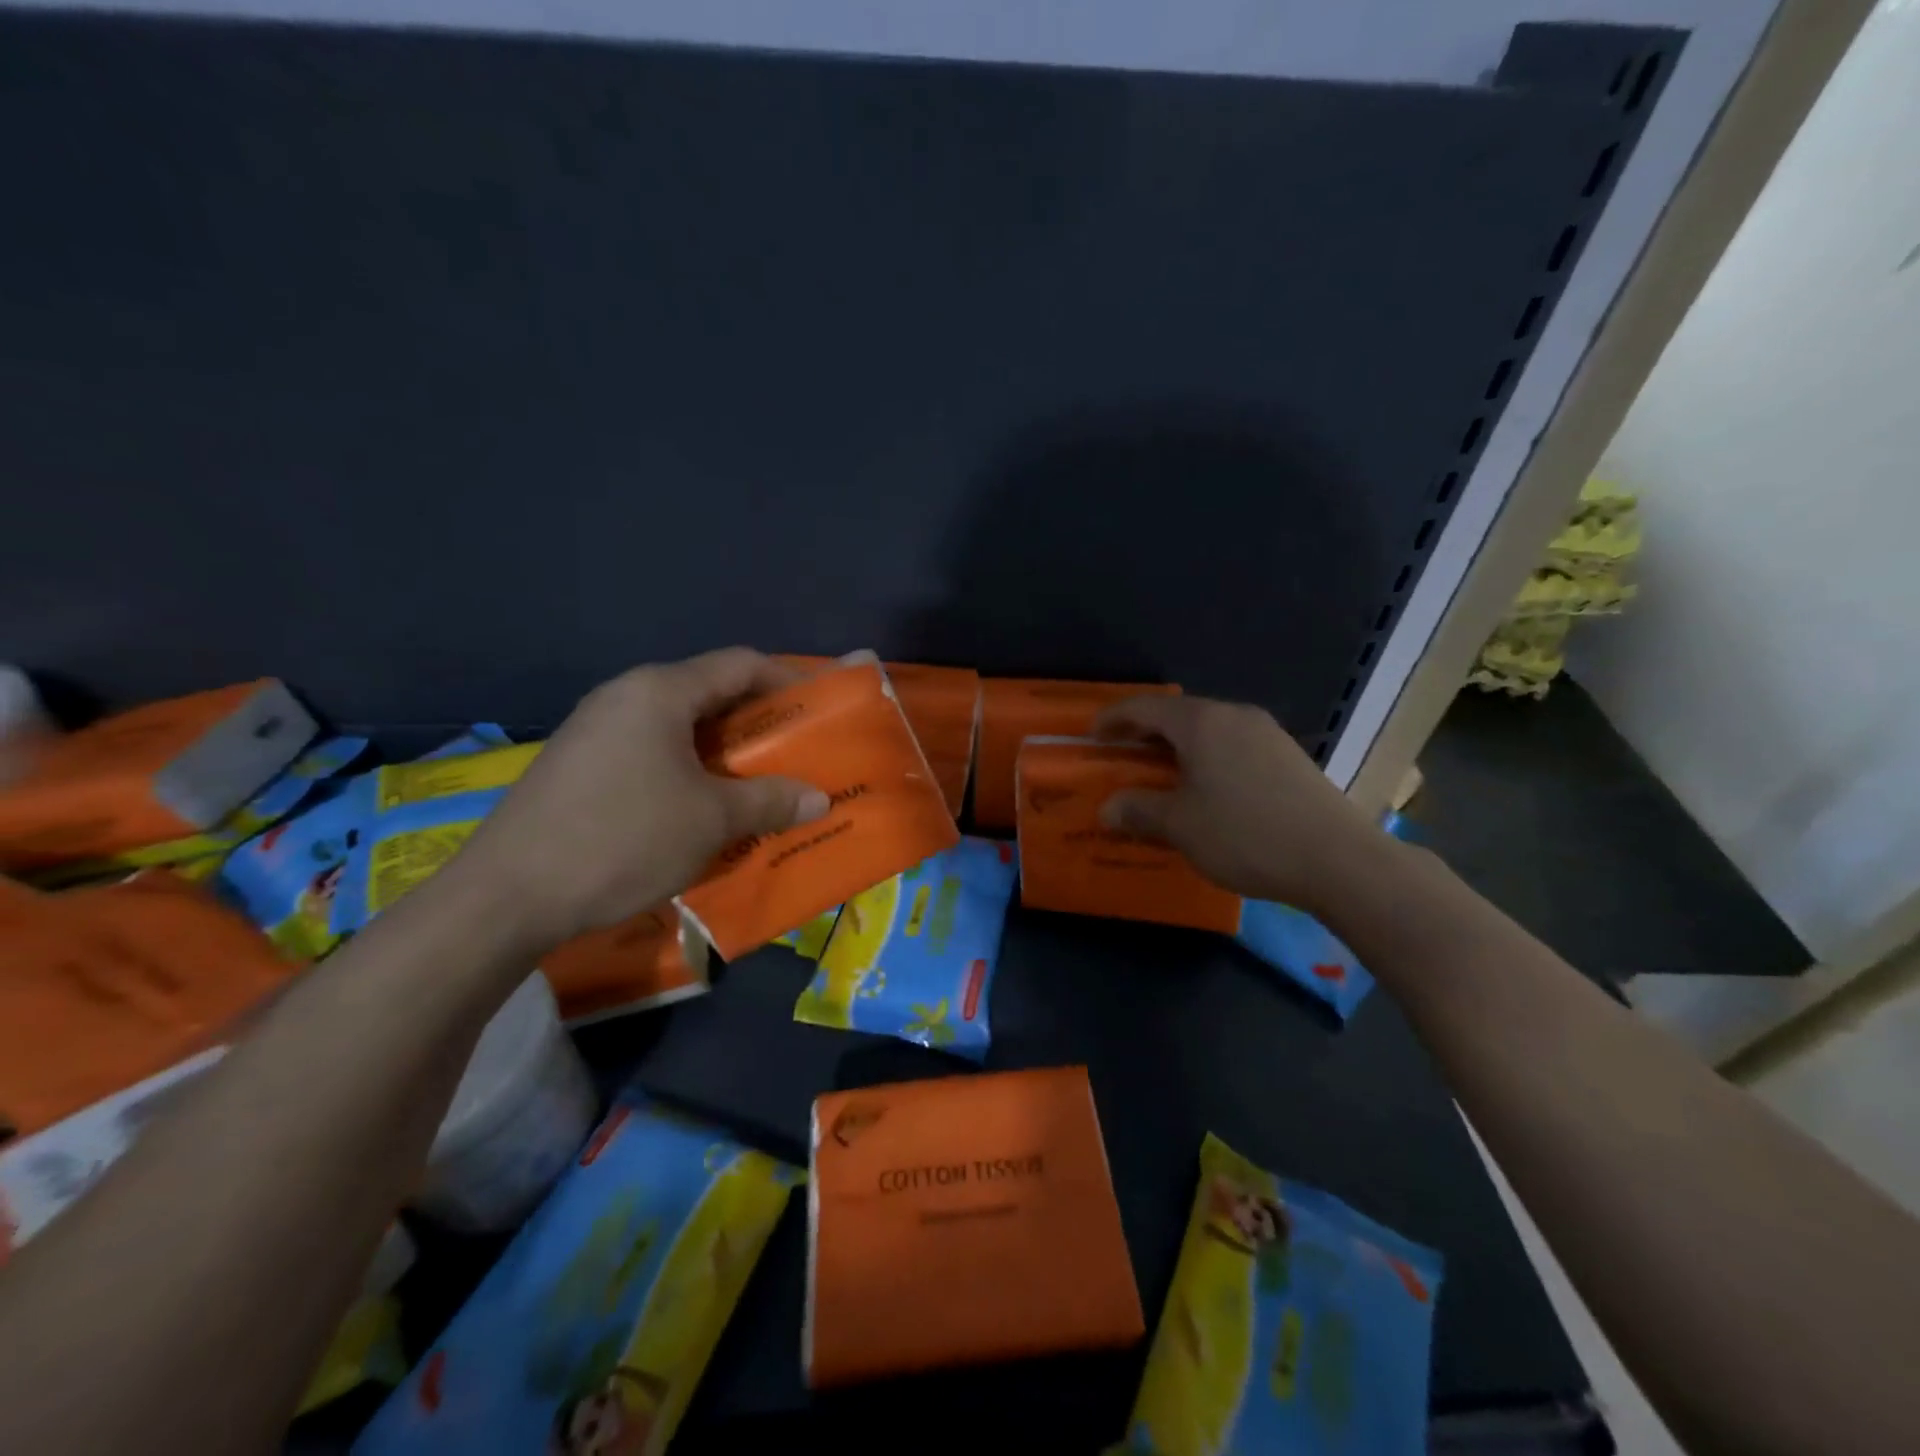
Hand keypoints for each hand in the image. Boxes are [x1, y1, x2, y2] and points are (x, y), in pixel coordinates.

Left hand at [454, 649, 829, 950]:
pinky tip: (697, 807)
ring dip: (721, 751)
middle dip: (757, 722)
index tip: (819, 711)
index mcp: (660, 692)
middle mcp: (625, 696)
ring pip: (677, 726)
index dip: (787, 681)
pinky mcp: (578, 764)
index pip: (740, 664)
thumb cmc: (623, 839)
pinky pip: (648, 751)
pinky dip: (686, 768)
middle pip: (708, 692)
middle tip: (793, 755)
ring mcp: (595, 729)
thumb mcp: (710, 821)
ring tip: (753, 785)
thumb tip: (819, 799)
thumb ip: (770, 801)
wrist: (506, 896)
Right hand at [1092, 695, 1389, 913]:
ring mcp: (1266, 733)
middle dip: (1145, 732)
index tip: (1092, 736)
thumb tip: (1108, 808)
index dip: (1113, 718)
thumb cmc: (1245, 835)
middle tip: (1122, 755)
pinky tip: (1208, 787)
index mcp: (1201, 723)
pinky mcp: (1288, 755)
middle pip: (1178, 714)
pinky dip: (1207, 757)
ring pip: (1208, 729)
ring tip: (1161, 773)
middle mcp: (1234, 716)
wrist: (1338, 859)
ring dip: (1178, 746)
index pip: (1144, 708)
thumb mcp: (1180, 826)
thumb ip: (1139, 810)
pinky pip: (1233, 745)